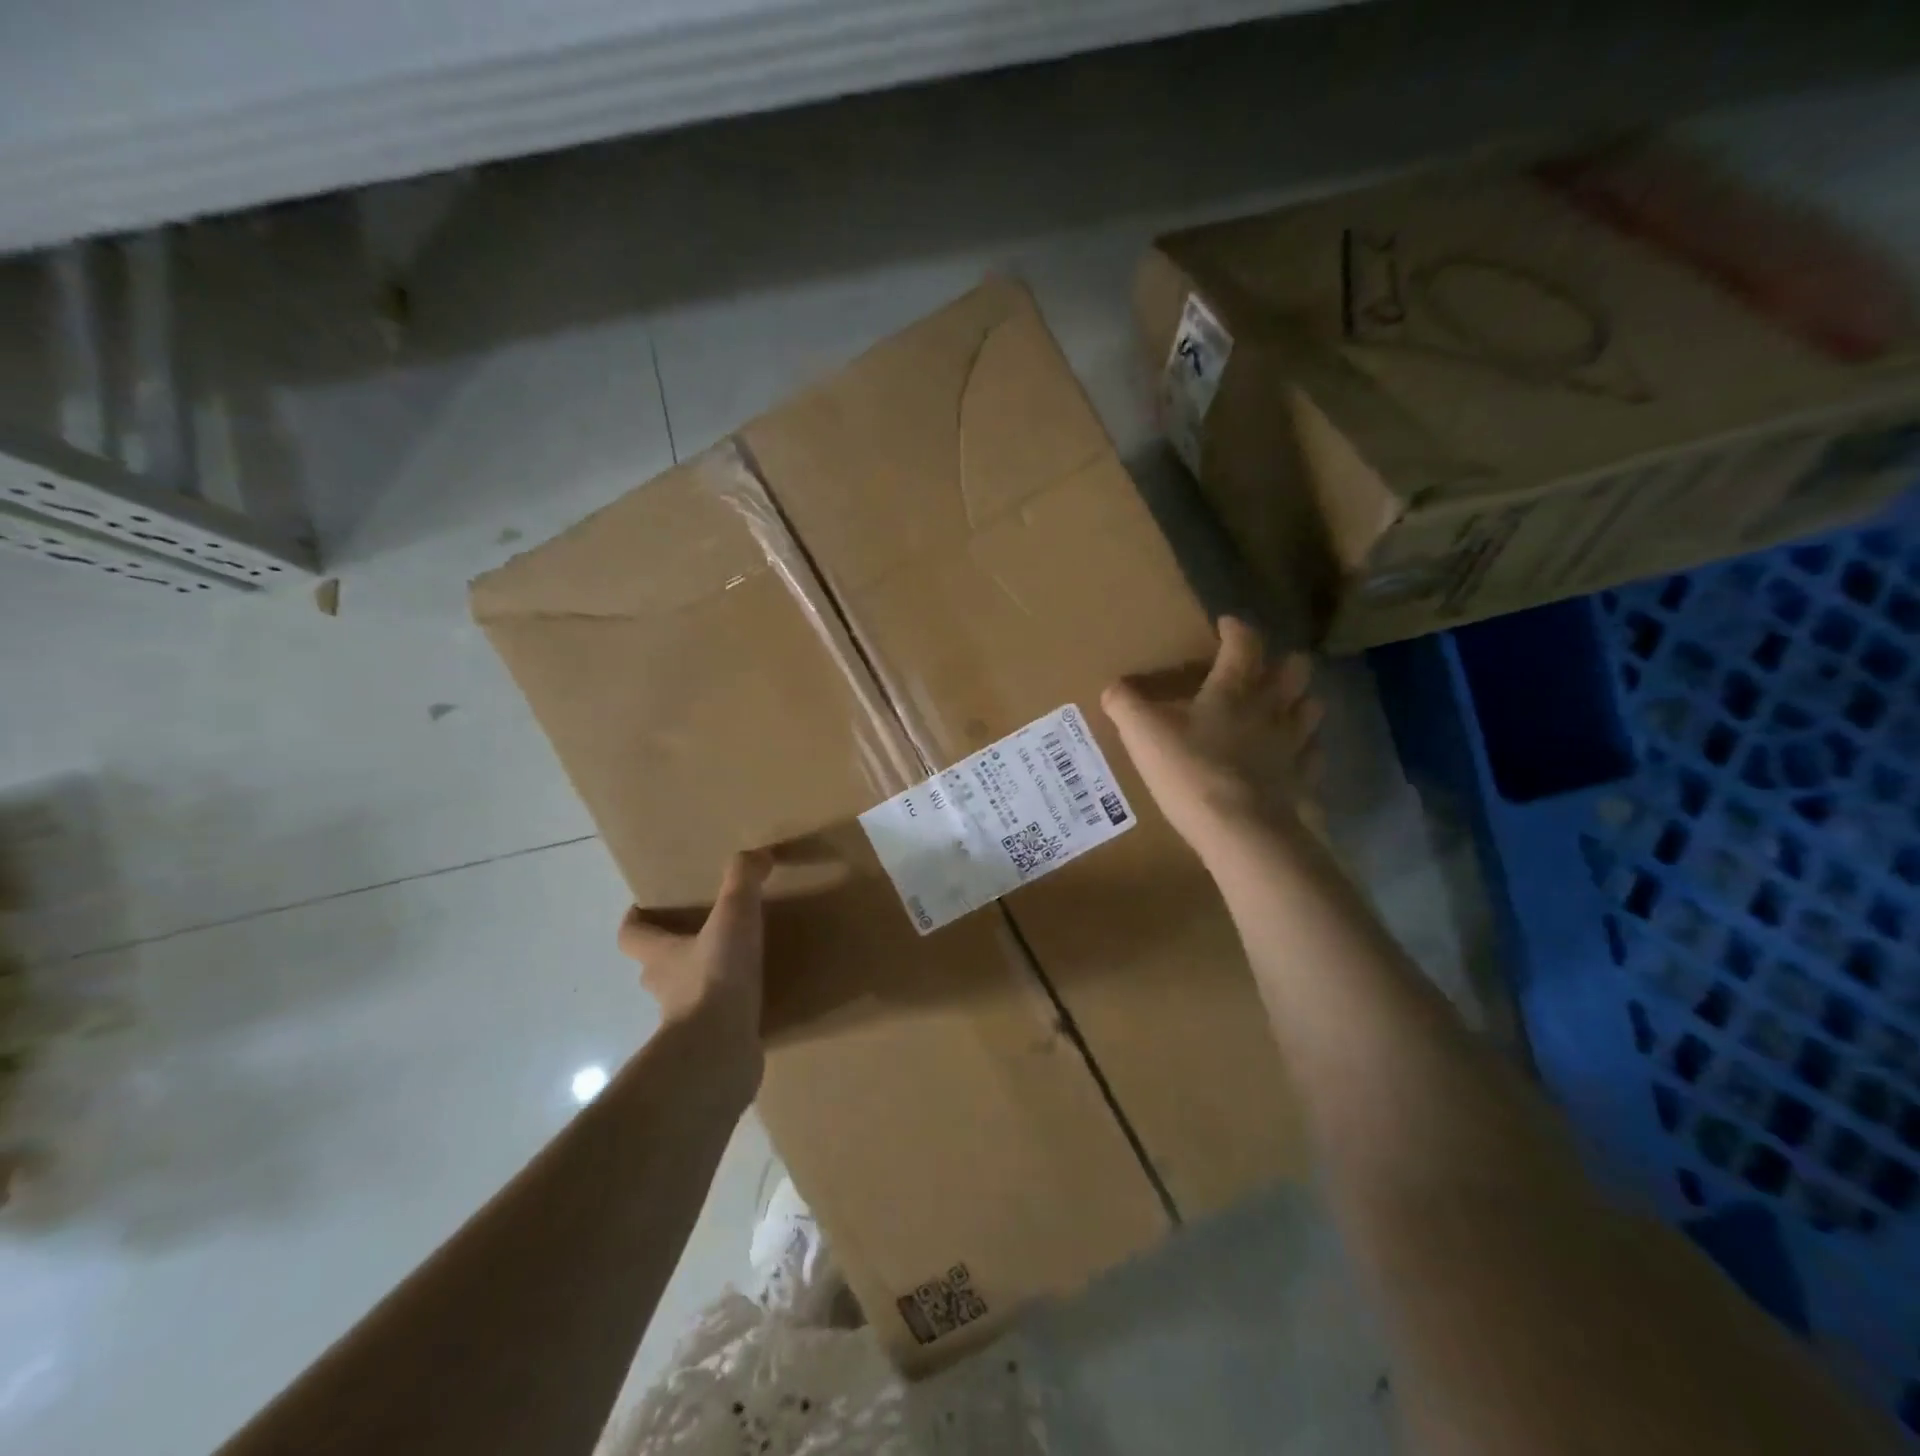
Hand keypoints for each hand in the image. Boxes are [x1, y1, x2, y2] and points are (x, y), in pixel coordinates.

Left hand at [617, 852, 770, 1043]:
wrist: (719, 1050)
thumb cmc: (716, 977)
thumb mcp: (733, 916)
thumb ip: (743, 880)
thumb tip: (757, 855)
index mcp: (661, 956)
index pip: (631, 936)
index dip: (634, 922)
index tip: (641, 909)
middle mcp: (665, 989)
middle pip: (655, 967)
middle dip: (671, 952)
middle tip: (699, 935)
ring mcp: (685, 1022)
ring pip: (684, 996)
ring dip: (700, 984)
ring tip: (733, 968)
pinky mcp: (710, 1045)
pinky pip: (715, 1022)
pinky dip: (727, 1012)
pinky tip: (752, 1003)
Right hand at [1101, 617, 1322, 858]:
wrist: (1240, 830)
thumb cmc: (1190, 771)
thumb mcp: (1143, 734)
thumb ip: (1125, 705)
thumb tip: (1112, 687)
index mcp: (1233, 689)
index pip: (1244, 644)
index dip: (1236, 629)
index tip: (1226, 624)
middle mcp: (1271, 708)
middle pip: (1294, 670)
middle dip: (1281, 662)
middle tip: (1262, 669)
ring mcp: (1293, 745)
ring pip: (1311, 708)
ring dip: (1299, 702)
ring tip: (1281, 708)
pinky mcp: (1302, 780)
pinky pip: (1312, 755)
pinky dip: (1304, 750)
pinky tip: (1290, 756)